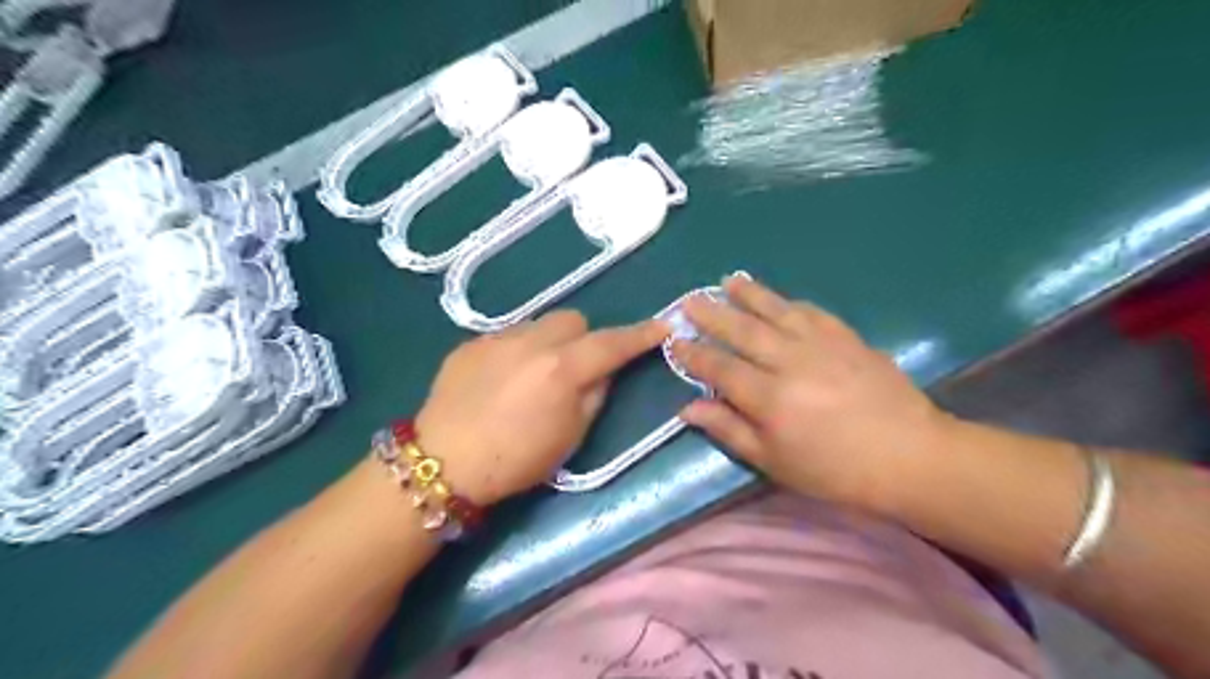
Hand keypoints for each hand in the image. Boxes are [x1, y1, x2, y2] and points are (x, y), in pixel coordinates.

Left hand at [423, 310, 670, 504]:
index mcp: (562, 369)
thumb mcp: (570, 436)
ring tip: (534, 375)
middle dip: (584, 338)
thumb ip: (595, 395)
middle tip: (577, 367)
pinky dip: (518, 352)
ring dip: (549, 343)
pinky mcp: (471, 344)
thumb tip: (604, 370)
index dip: (640, 335)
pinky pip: (508, 337)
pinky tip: (502, 381)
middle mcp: (532, 342)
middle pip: (573, 319)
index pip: (612, 343)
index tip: (661, 326)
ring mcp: (498, 339)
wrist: (443, 462)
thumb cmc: (516, 460)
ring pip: (539, 325)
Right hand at [678, 274, 948, 511]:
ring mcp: (820, 344)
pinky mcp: (847, 338)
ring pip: (775, 311)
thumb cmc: (835, 470)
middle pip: (742, 331)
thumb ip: (730, 430)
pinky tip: (780, 299)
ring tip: (728, 281)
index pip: (719, 367)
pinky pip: (812, 312)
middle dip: (712, 314)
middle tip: (690, 299)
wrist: (910, 456)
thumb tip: (689, 408)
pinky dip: (790, 303)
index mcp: (769, 397)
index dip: (694, 354)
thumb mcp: (774, 461)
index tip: (675, 341)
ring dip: (749, 295)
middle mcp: (789, 362)